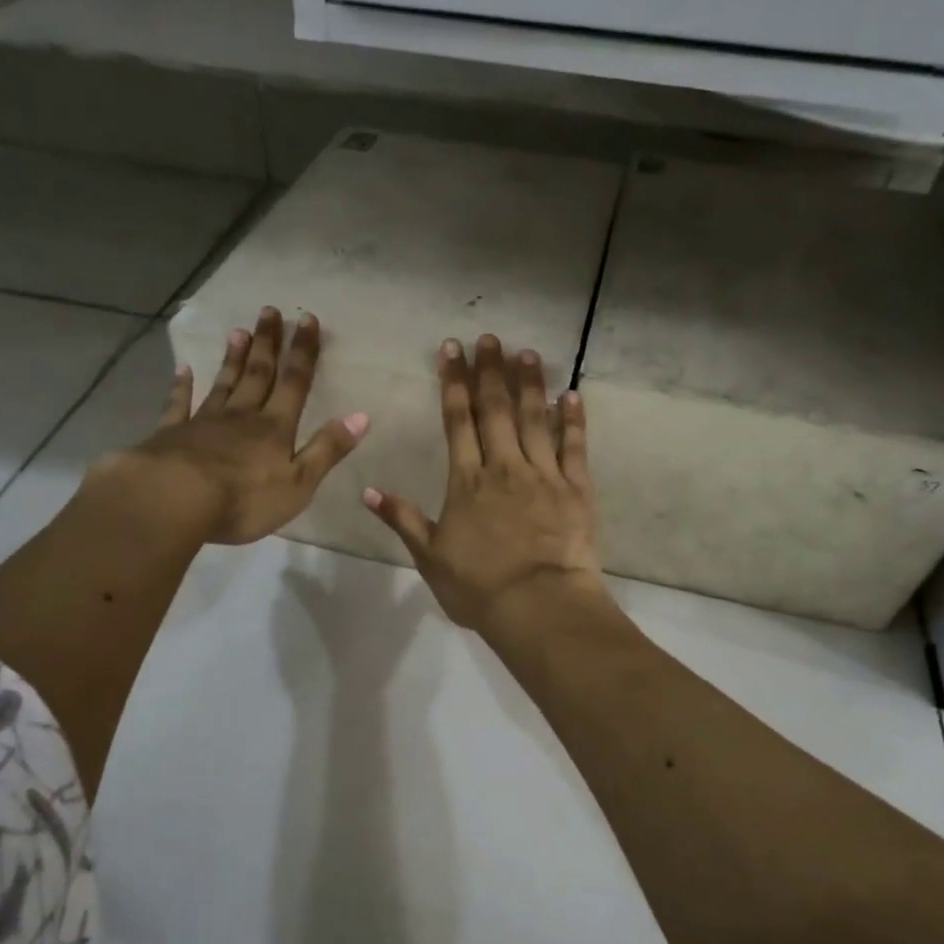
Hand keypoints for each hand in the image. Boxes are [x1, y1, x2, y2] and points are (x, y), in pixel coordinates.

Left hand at [90, 307, 367, 545]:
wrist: (176, 500)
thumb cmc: (245, 498)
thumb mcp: (299, 482)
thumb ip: (327, 449)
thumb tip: (361, 417)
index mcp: (275, 428)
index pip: (295, 383)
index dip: (303, 352)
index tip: (307, 320)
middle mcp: (242, 416)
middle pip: (258, 374)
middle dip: (267, 344)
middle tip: (269, 311)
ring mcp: (204, 422)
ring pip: (224, 384)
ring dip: (233, 358)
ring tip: (239, 331)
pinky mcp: (172, 434)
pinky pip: (179, 405)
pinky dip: (182, 386)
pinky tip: (183, 371)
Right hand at [364, 334, 608, 636]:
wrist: (537, 605)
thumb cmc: (478, 587)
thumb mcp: (430, 557)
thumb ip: (403, 520)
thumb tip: (367, 491)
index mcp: (467, 481)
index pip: (457, 420)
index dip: (454, 382)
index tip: (453, 350)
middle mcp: (504, 467)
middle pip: (496, 410)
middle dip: (490, 371)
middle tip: (489, 338)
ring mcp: (543, 475)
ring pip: (536, 419)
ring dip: (530, 384)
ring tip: (527, 353)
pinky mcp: (576, 489)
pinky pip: (574, 447)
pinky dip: (574, 420)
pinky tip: (572, 395)